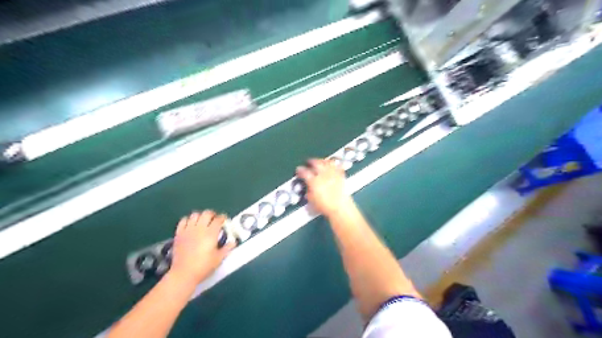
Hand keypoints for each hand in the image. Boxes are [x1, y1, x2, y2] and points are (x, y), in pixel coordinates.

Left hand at [170, 212, 236, 284]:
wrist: (184, 273)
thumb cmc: (203, 266)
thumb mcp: (218, 258)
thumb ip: (227, 248)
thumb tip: (233, 242)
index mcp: (211, 233)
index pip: (219, 219)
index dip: (223, 218)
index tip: (225, 220)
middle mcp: (200, 228)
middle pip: (207, 213)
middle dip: (212, 214)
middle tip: (214, 219)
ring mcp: (188, 230)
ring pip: (195, 215)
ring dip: (200, 216)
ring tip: (203, 221)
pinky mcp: (179, 234)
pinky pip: (183, 221)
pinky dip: (188, 220)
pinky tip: (191, 225)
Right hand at [296, 157, 353, 215]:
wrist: (340, 208)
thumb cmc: (325, 206)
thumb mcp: (312, 200)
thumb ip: (308, 192)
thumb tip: (308, 189)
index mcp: (313, 181)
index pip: (304, 172)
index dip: (300, 170)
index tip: (299, 169)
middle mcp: (323, 175)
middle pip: (316, 163)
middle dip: (311, 161)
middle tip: (309, 161)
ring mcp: (332, 174)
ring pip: (327, 162)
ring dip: (322, 160)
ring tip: (320, 161)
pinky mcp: (341, 176)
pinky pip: (338, 166)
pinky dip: (335, 164)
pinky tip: (333, 165)